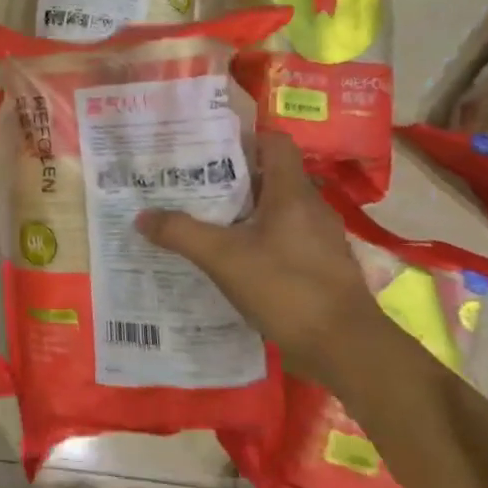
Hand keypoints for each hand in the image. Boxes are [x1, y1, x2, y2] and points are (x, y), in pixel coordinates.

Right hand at [135, 131, 388, 382]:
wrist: (346, 348)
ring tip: (203, 219)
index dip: (243, 139)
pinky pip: (283, 238)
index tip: (207, 149)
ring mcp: (319, 239)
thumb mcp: (222, 258)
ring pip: (275, 210)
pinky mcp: (320, 266)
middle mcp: (310, 208)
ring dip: (242, 211)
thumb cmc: (286, 288)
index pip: (274, 143)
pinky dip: (256, 239)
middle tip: (190, 184)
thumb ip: (180, 233)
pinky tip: (231, 258)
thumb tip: (142, 216)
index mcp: (292, 193)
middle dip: (230, 178)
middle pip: (269, 177)